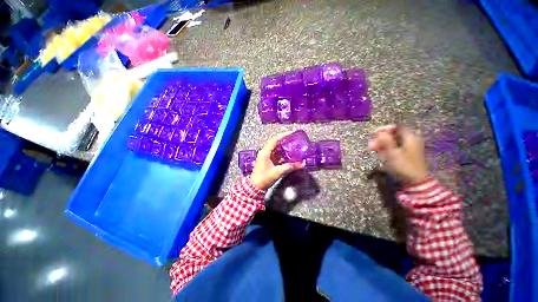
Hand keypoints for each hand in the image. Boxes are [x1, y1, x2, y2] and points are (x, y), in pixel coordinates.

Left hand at [250, 132, 303, 189]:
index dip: (283, 135)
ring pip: (276, 149)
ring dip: (284, 148)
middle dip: (284, 141)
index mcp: (265, 153)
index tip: (291, 133)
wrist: (255, 187)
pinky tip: (289, 155)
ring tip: (293, 146)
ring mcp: (266, 157)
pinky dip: (282, 154)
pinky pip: (276, 155)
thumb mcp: (277, 172)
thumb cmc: (264, 178)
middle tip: (293, 139)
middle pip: (275, 143)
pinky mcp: (267, 161)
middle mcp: (265, 153)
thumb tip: (301, 164)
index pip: (274, 140)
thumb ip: (289, 167)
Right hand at [368, 125, 428, 184]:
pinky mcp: (407, 154)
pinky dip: (387, 148)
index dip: (385, 129)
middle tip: (371, 144)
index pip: (397, 127)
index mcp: (410, 137)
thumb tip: (379, 132)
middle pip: (394, 134)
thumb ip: (385, 141)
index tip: (374, 134)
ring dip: (382, 143)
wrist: (414, 181)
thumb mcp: (392, 153)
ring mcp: (409, 147)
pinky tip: (381, 153)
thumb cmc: (403, 165)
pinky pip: (395, 147)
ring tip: (373, 149)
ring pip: (393, 141)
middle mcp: (411, 140)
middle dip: (381, 138)